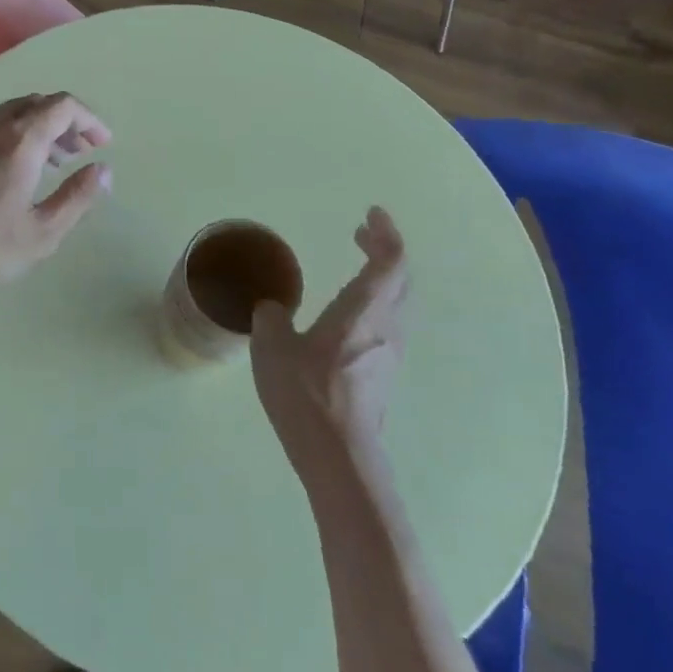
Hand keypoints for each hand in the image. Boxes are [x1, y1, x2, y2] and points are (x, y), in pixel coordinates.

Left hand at [0, 92, 111, 305]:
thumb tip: (104, 170)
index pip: (63, 106)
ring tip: (47, 165)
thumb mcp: (42, 234)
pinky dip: (8, 137)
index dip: (89, 119)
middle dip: (64, 123)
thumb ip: (78, 197)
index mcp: (19, 142)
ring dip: (36, 129)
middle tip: (77, 154)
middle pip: (36, 104)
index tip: (101, 144)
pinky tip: (7, 172)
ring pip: (8, 114)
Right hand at [251, 207, 407, 470]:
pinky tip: (348, 316)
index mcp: (363, 310)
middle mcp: (385, 327)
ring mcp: (390, 354)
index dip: (386, 232)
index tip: (371, 214)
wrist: (340, 458)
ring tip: (357, 268)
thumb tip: (273, 308)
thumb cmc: (307, 394)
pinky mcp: (384, 377)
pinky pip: (387, 325)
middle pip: (401, 279)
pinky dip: (375, 304)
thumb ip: (272, 317)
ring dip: (382, 279)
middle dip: (384, 250)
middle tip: (361, 234)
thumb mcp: (272, 347)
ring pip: (397, 303)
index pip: (392, 260)